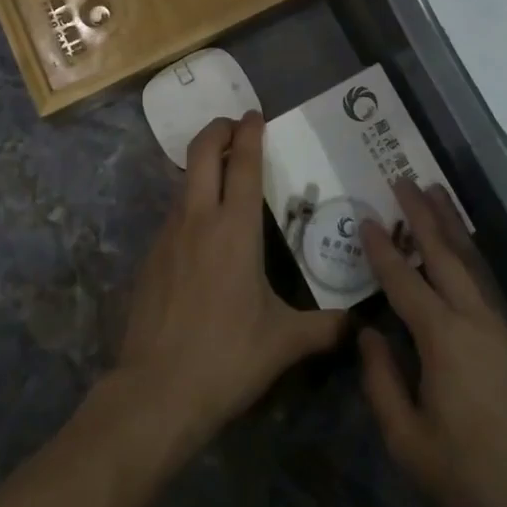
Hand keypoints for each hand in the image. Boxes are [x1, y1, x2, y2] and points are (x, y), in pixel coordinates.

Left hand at [116, 112, 347, 453]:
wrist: (154, 392)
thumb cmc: (226, 358)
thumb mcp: (283, 343)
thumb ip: (323, 327)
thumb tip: (356, 324)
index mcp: (235, 229)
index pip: (243, 162)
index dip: (249, 132)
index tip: (255, 114)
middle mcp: (198, 219)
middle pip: (202, 152)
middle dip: (217, 129)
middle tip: (235, 126)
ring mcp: (168, 235)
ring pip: (184, 181)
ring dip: (202, 166)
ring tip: (223, 176)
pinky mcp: (150, 257)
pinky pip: (173, 214)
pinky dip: (190, 203)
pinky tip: (203, 232)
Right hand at [360, 178, 506, 506]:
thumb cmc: (472, 478)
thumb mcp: (409, 443)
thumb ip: (382, 383)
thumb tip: (367, 335)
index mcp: (442, 339)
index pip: (404, 280)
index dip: (382, 249)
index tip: (366, 217)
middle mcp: (473, 319)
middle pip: (443, 253)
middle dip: (421, 214)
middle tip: (403, 178)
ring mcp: (500, 328)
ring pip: (471, 261)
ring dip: (450, 224)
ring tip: (435, 192)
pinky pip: (485, 282)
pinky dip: (469, 253)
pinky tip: (463, 249)